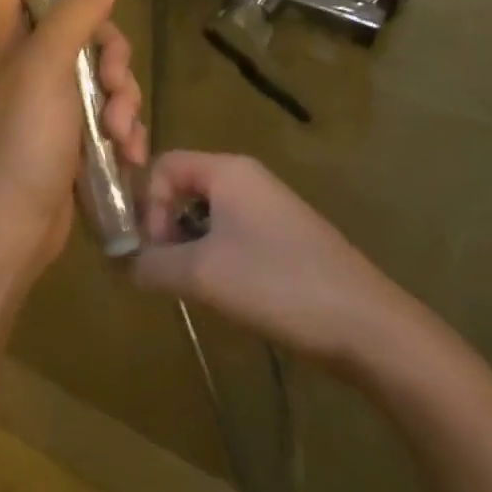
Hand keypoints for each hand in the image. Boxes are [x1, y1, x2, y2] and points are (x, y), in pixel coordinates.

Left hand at [0, 0, 147, 273]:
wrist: (13, 227)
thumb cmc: (21, 139)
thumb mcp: (45, 66)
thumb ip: (73, 15)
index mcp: (5, 35)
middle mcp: (25, 61)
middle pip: (78, 24)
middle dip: (110, 50)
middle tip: (114, 76)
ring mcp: (49, 99)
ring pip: (100, 69)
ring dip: (123, 96)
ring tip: (120, 131)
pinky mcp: (71, 133)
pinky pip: (107, 110)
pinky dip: (122, 127)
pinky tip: (129, 151)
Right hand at [131, 151, 404, 364]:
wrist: (367, 325)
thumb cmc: (276, 283)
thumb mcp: (201, 274)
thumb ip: (151, 264)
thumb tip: (125, 265)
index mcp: (227, 170)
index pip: (163, 165)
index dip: (147, 204)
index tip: (154, 249)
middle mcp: (248, 178)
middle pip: (184, 188)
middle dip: (166, 227)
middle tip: (169, 271)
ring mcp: (271, 207)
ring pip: (208, 214)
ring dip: (190, 246)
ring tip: (196, 286)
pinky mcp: (286, 237)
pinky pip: (233, 233)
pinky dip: (217, 256)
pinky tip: (227, 293)